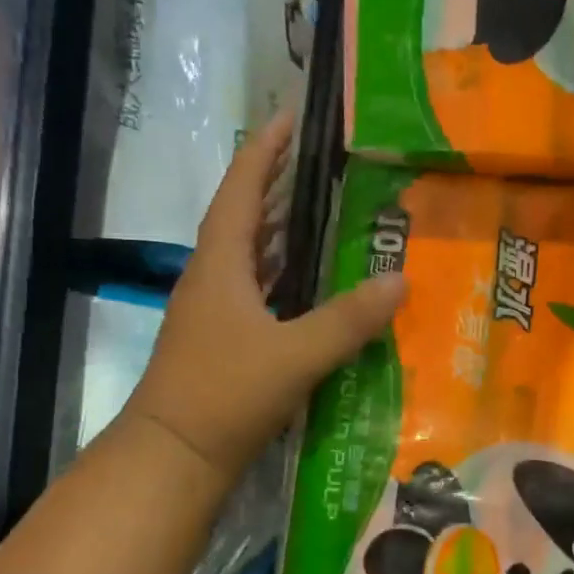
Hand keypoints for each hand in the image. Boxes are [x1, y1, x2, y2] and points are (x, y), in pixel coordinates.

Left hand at [125, 117, 404, 483]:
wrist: (173, 457)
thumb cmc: (225, 393)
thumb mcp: (295, 355)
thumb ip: (348, 319)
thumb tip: (400, 279)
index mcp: (220, 264)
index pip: (241, 188)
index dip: (266, 150)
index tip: (291, 117)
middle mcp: (212, 277)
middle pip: (244, 216)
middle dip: (277, 184)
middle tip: (321, 164)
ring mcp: (213, 311)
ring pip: (250, 255)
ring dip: (280, 231)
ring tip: (323, 213)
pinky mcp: (222, 340)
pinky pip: (257, 290)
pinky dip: (284, 276)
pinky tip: (312, 285)